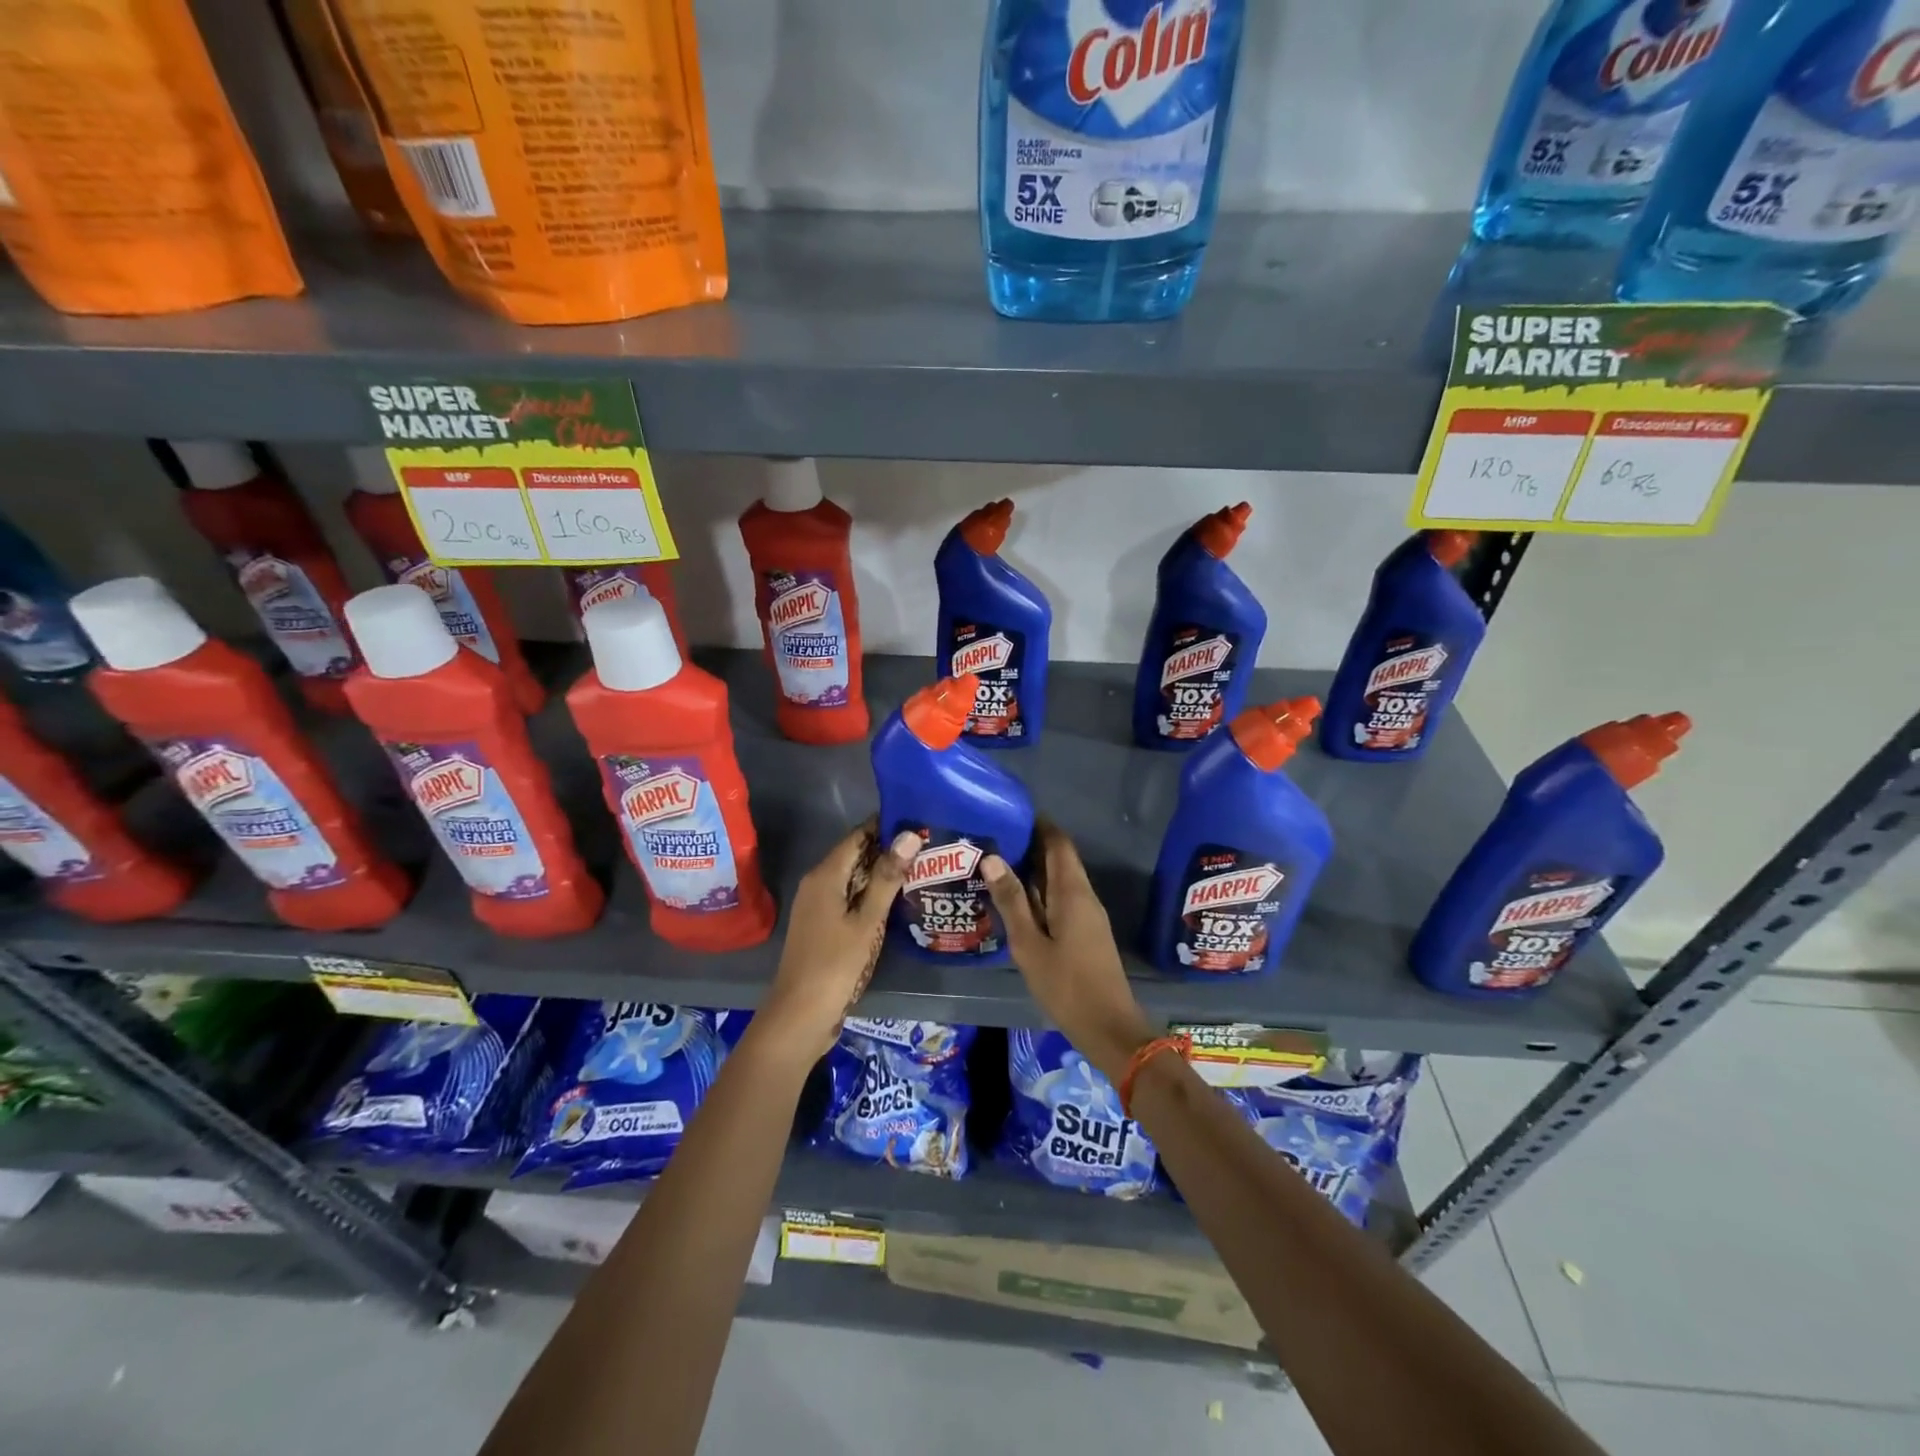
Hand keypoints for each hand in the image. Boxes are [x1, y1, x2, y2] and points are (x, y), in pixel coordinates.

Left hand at [758, 821, 919, 1062]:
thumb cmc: (835, 965)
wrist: (799, 1016)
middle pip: (855, 855)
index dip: (886, 827)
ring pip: (853, 878)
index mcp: (825, 875)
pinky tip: (897, 902)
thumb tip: (910, 834)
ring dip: (882, 874)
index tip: (919, 821)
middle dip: (888, 850)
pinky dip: (871, 895)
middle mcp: (817, 883)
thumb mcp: (867, 921)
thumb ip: (888, 877)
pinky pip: (849, 898)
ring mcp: (817, 905)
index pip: (858, 836)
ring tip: (921, 869)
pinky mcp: (821, 925)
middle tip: (929, 847)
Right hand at [982, 823, 1157, 1083]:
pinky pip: (1062, 898)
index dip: (1038, 824)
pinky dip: (1040, 891)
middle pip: (1059, 858)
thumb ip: (1011, 901)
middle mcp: (1084, 895)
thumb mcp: (1029, 944)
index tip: (1009, 814)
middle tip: (993, 838)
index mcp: (1072, 892)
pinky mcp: (1086, 931)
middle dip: (1030, 845)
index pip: (1058, 842)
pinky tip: (1016, 900)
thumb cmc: (1066, 984)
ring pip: (1060, 879)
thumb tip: (992, 857)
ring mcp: (1088, 914)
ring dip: (1033, 869)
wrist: (1108, 1026)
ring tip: (996, 864)